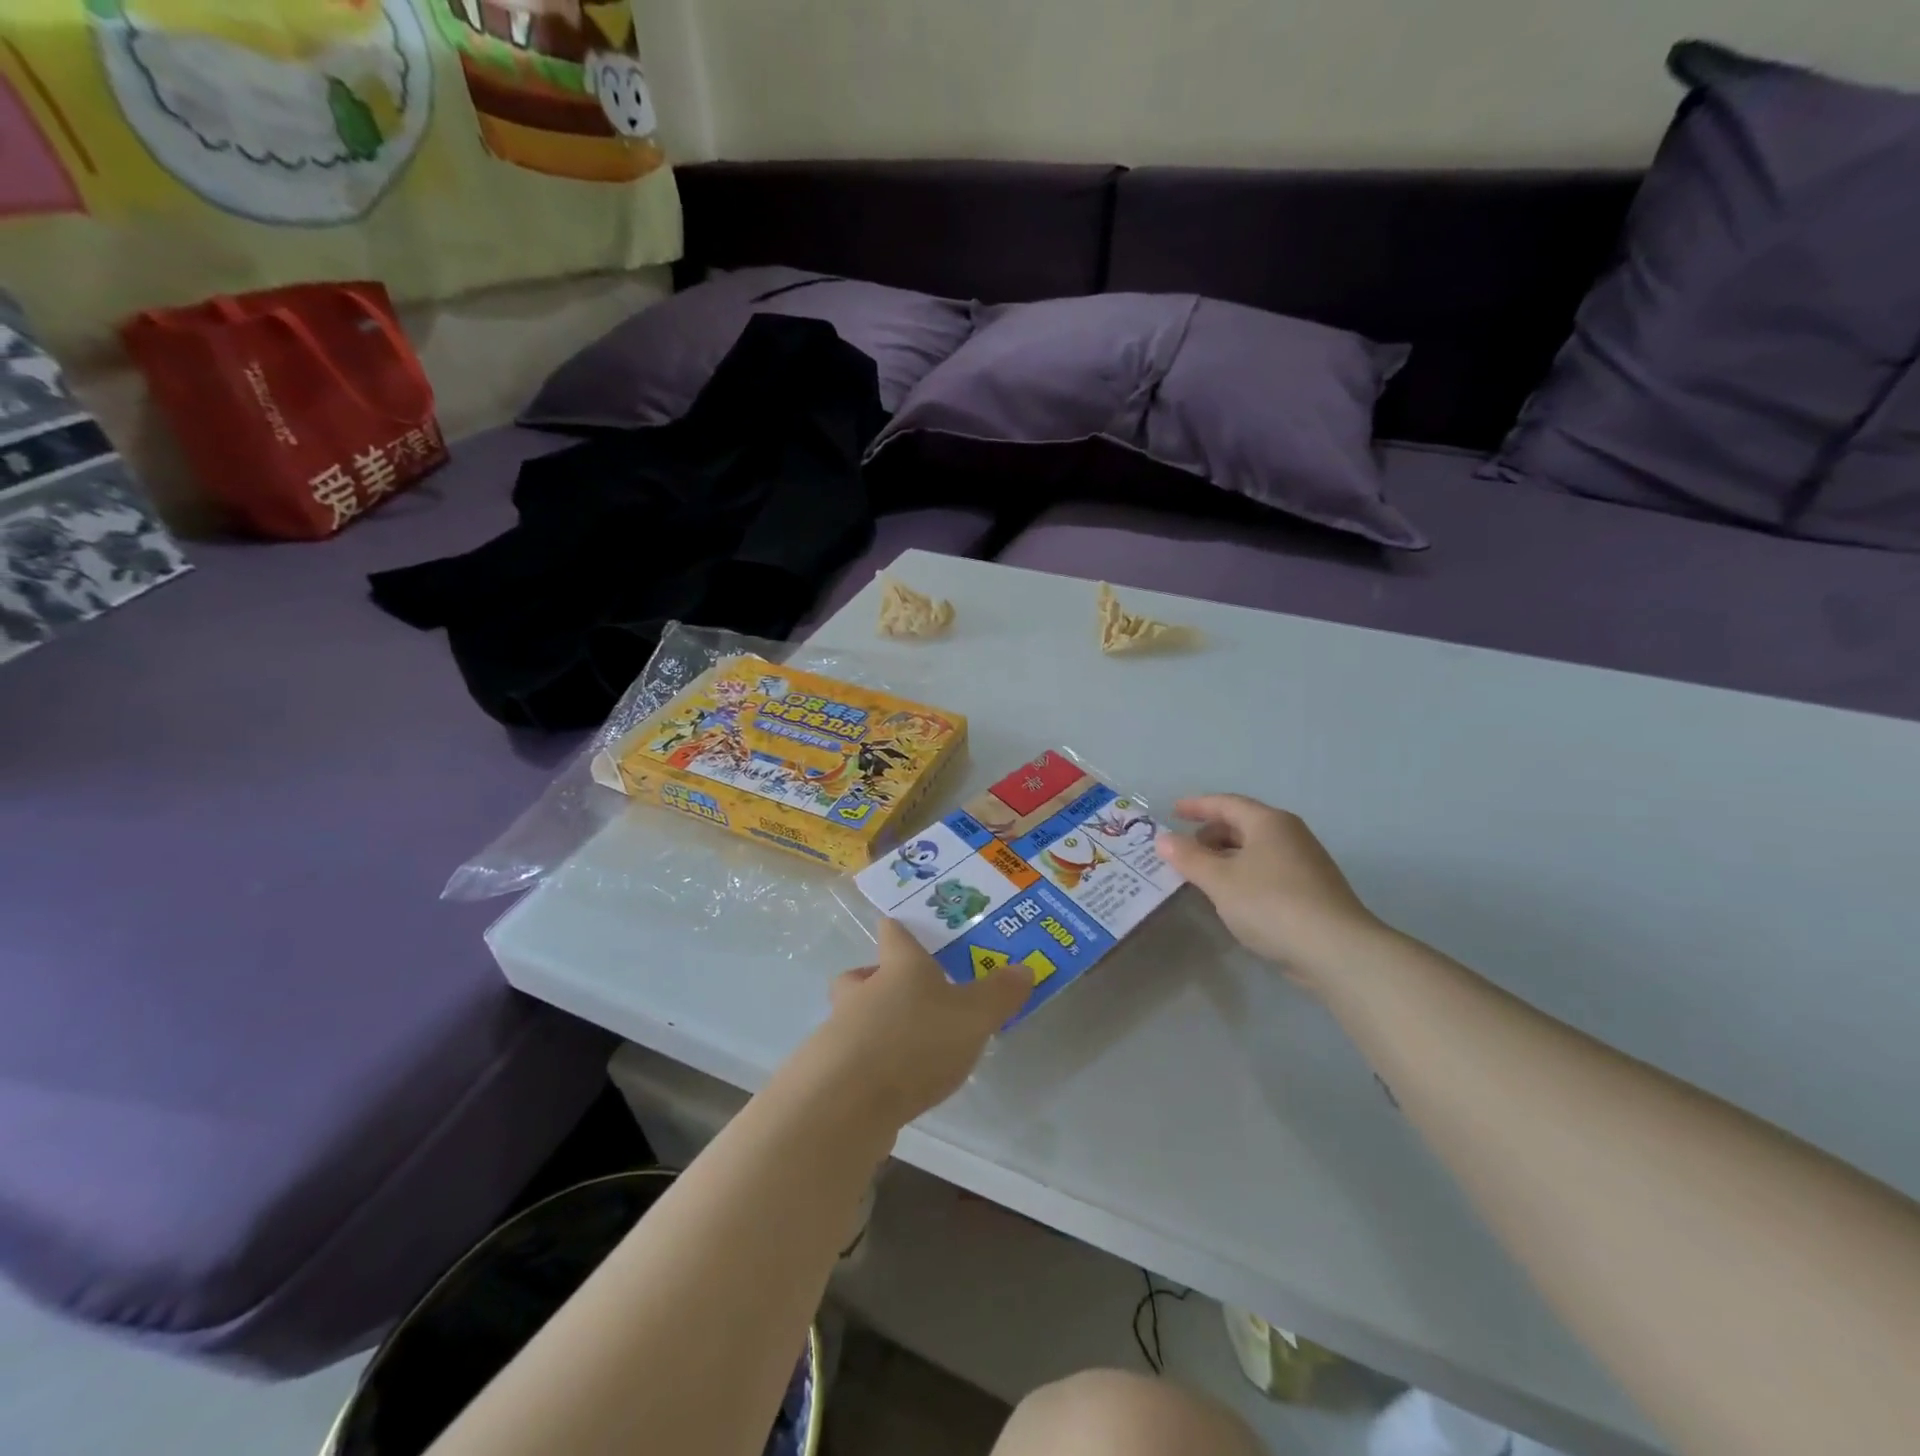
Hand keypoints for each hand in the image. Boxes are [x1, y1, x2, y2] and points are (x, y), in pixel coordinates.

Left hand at [812, 918, 1033, 1128]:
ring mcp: (840, 1030)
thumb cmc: (914, 1041)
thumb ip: (999, 994)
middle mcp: (863, 989)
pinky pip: (851, 1059)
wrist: (845, 1103)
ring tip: (908, 1049)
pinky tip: (892, 1086)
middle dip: (882, 980)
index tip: (911, 929)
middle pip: (865, 973)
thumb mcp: (974, 1016)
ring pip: (854, 1016)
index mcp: (899, 965)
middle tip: (911, 996)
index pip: (894, 931)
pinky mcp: (829, 1073)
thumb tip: (1024, 968)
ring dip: (875, 1026)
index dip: (902, 927)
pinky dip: (869, 1067)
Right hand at [1155, 795, 1382, 988]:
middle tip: (1184, 851)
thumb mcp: (1219, 881)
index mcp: (1268, 822)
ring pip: (1256, 849)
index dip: (1196, 806)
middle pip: (1242, 824)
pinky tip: (1233, 897)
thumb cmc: (1271, 904)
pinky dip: (1244, 874)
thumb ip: (1188, 858)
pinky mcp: (1312, 890)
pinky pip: (1268, 870)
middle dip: (1210, 834)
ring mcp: (1305, 862)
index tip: (1172, 811)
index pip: (1226, 803)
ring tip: (1202, 875)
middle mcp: (1290, 834)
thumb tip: (1163, 839)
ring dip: (1226, 857)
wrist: (1336, 950)